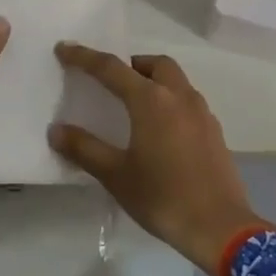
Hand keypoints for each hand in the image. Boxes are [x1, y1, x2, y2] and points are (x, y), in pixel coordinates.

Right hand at [50, 44, 272, 273]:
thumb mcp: (116, 175)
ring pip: (176, 80)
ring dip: (154, 81)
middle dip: (131, 64)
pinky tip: (161, 131)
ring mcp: (201, 112)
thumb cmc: (162, 197)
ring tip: (135, 105)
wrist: (219, 227)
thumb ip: (84, 149)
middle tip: (112, 82)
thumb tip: (56, 130)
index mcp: (151, 100)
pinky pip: (188, 101)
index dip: (85, 57)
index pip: (112, 68)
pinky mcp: (214, 131)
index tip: (64, 48)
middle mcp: (179, 96)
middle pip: (154, 64)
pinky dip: (170, 102)